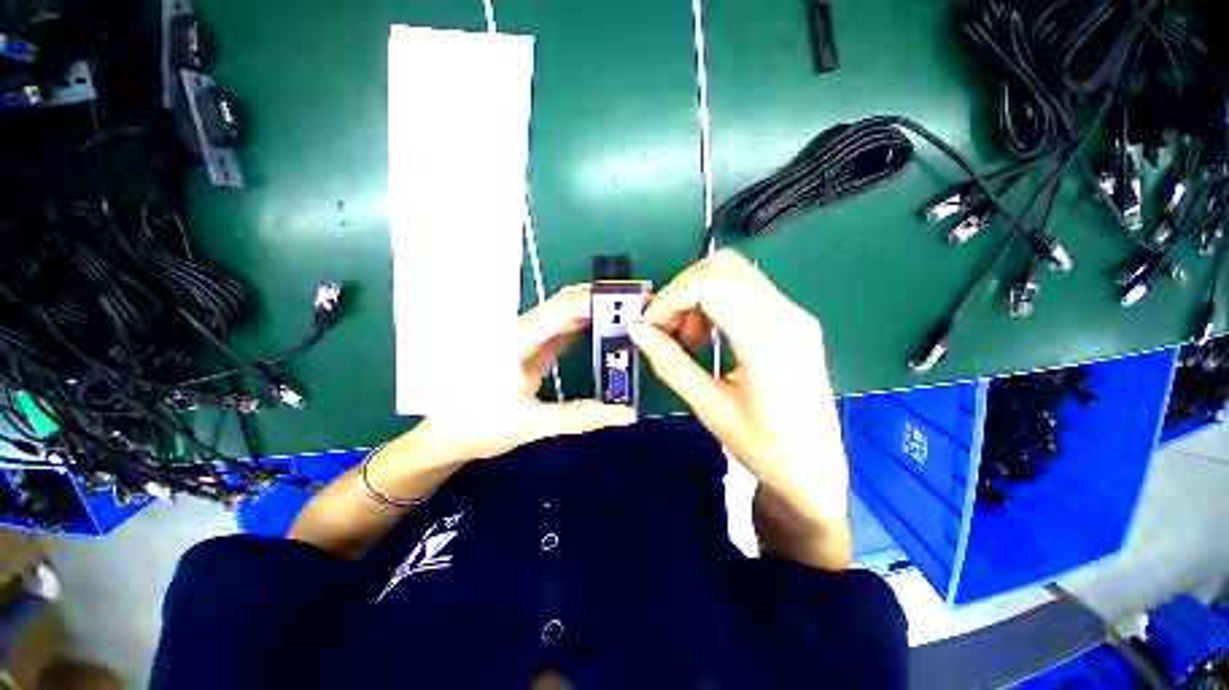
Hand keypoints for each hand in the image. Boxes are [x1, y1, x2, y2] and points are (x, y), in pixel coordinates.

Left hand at [422, 283, 636, 463]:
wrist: (446, 435)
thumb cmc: (480, 427)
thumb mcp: (532, 424)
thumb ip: (581, 417)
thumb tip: (628, 414)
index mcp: (518, 339)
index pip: (567, 307)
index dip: (602, 299)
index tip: (636, 298)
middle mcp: (522, 329)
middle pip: (568, 300)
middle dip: (605, 296)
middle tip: (641, 299)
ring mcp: (526, 337)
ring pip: (566, 311)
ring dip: (598, 307)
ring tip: (631, 309)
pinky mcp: (530, 347)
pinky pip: (563, 327)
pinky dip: (588, 324)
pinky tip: (608, 328)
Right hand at [627, 250, 848, 522]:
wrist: (815, 469)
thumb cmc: (765, 449)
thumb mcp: (710, 409)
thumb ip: (671, 364)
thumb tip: (638, 331)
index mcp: (769, 345)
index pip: (713, 285)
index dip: (672, 297)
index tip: (651, 326)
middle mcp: (788, 317)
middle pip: (722, 268)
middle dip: (681, 292)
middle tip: (666, 330)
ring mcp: (794, 314)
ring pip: (733, 273)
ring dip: (696, 296)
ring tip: (686, 338)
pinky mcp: (793, 318)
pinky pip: (744, 290)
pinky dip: (713, 303)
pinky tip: (706, 335)